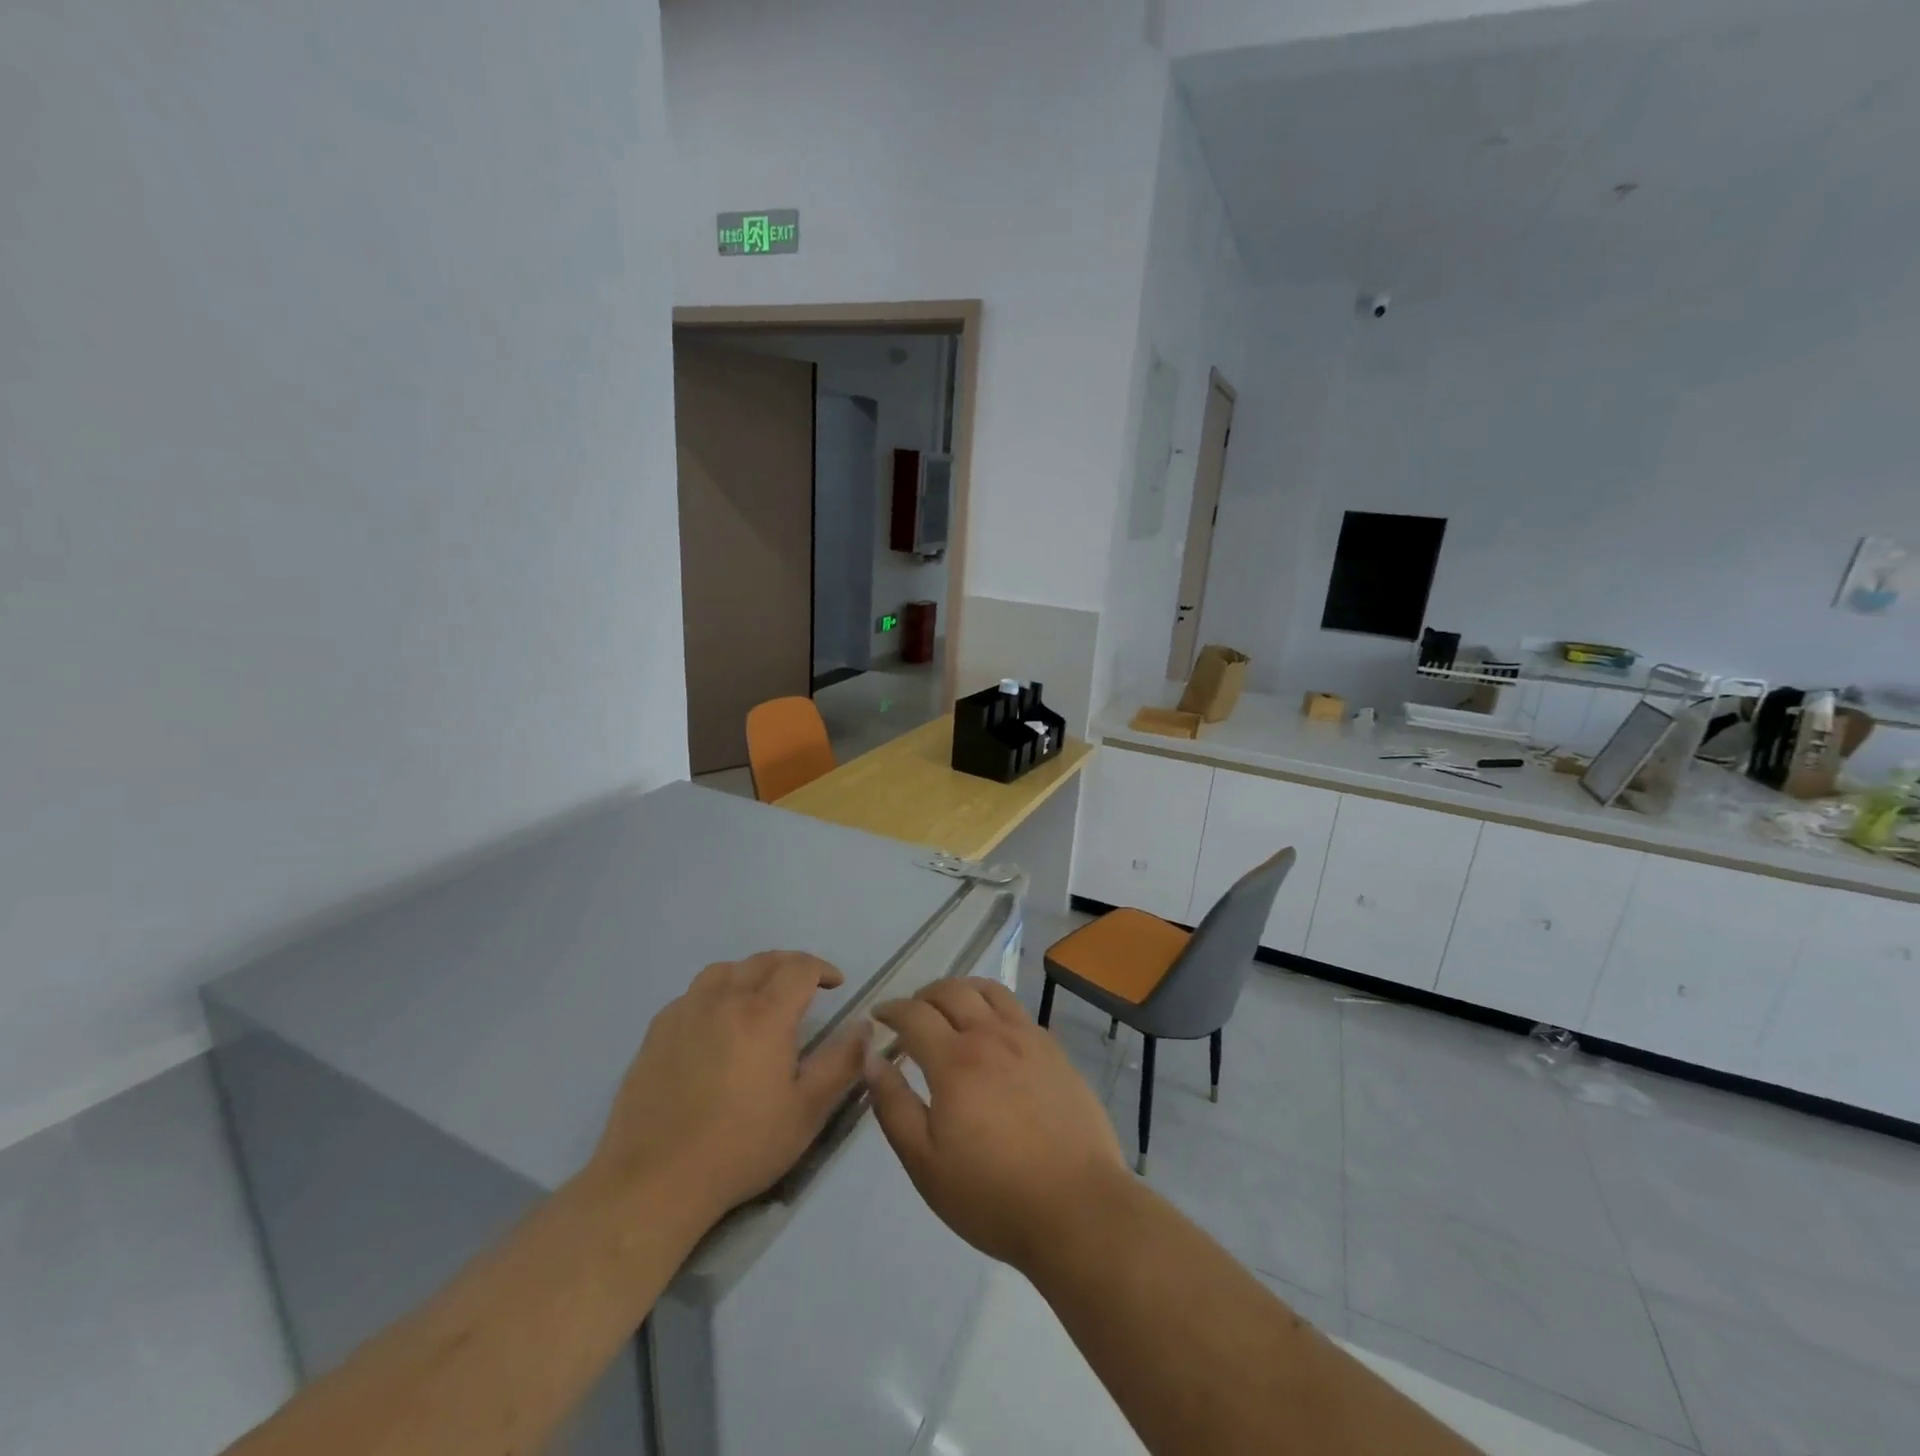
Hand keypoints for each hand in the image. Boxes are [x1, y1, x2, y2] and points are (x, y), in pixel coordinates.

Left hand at [589, 951, 867, 1227]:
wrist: (655, 1181)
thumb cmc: (740, 1147)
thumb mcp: (806, 1111)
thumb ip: (841, 1063)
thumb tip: (865, 1025)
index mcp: (764, 1014)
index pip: (800, 968)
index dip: (823, 969)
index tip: (836, 985)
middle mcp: (724, 999)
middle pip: (763, 961)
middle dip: (791, 965)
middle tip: (806, 986)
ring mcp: (685, 1012)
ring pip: (724, 970)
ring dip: (751, 973)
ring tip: (760, 997)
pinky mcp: (656, 1032)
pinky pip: (693, 994)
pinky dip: (716, 993)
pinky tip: (717, 1023)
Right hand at [866, 978, 1128, 1273]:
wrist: (1077, 1208)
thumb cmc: (992, 1194)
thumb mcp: (925, 1163)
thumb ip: (893, 1106)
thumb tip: (872, 1059)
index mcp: (954, 1061)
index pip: (914, 1015)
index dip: (891, 1010)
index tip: (879, 1016)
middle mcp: (991, 1036)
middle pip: (952, 991)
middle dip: (923, 995)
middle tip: (911, 1013)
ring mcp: (1028, 1039)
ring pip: (989, 991)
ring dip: (961, 990)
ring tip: (951, 1007)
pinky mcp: (1055, 1051)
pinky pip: (1017, 1009)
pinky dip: (994, 1005)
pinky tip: (993, 1030)